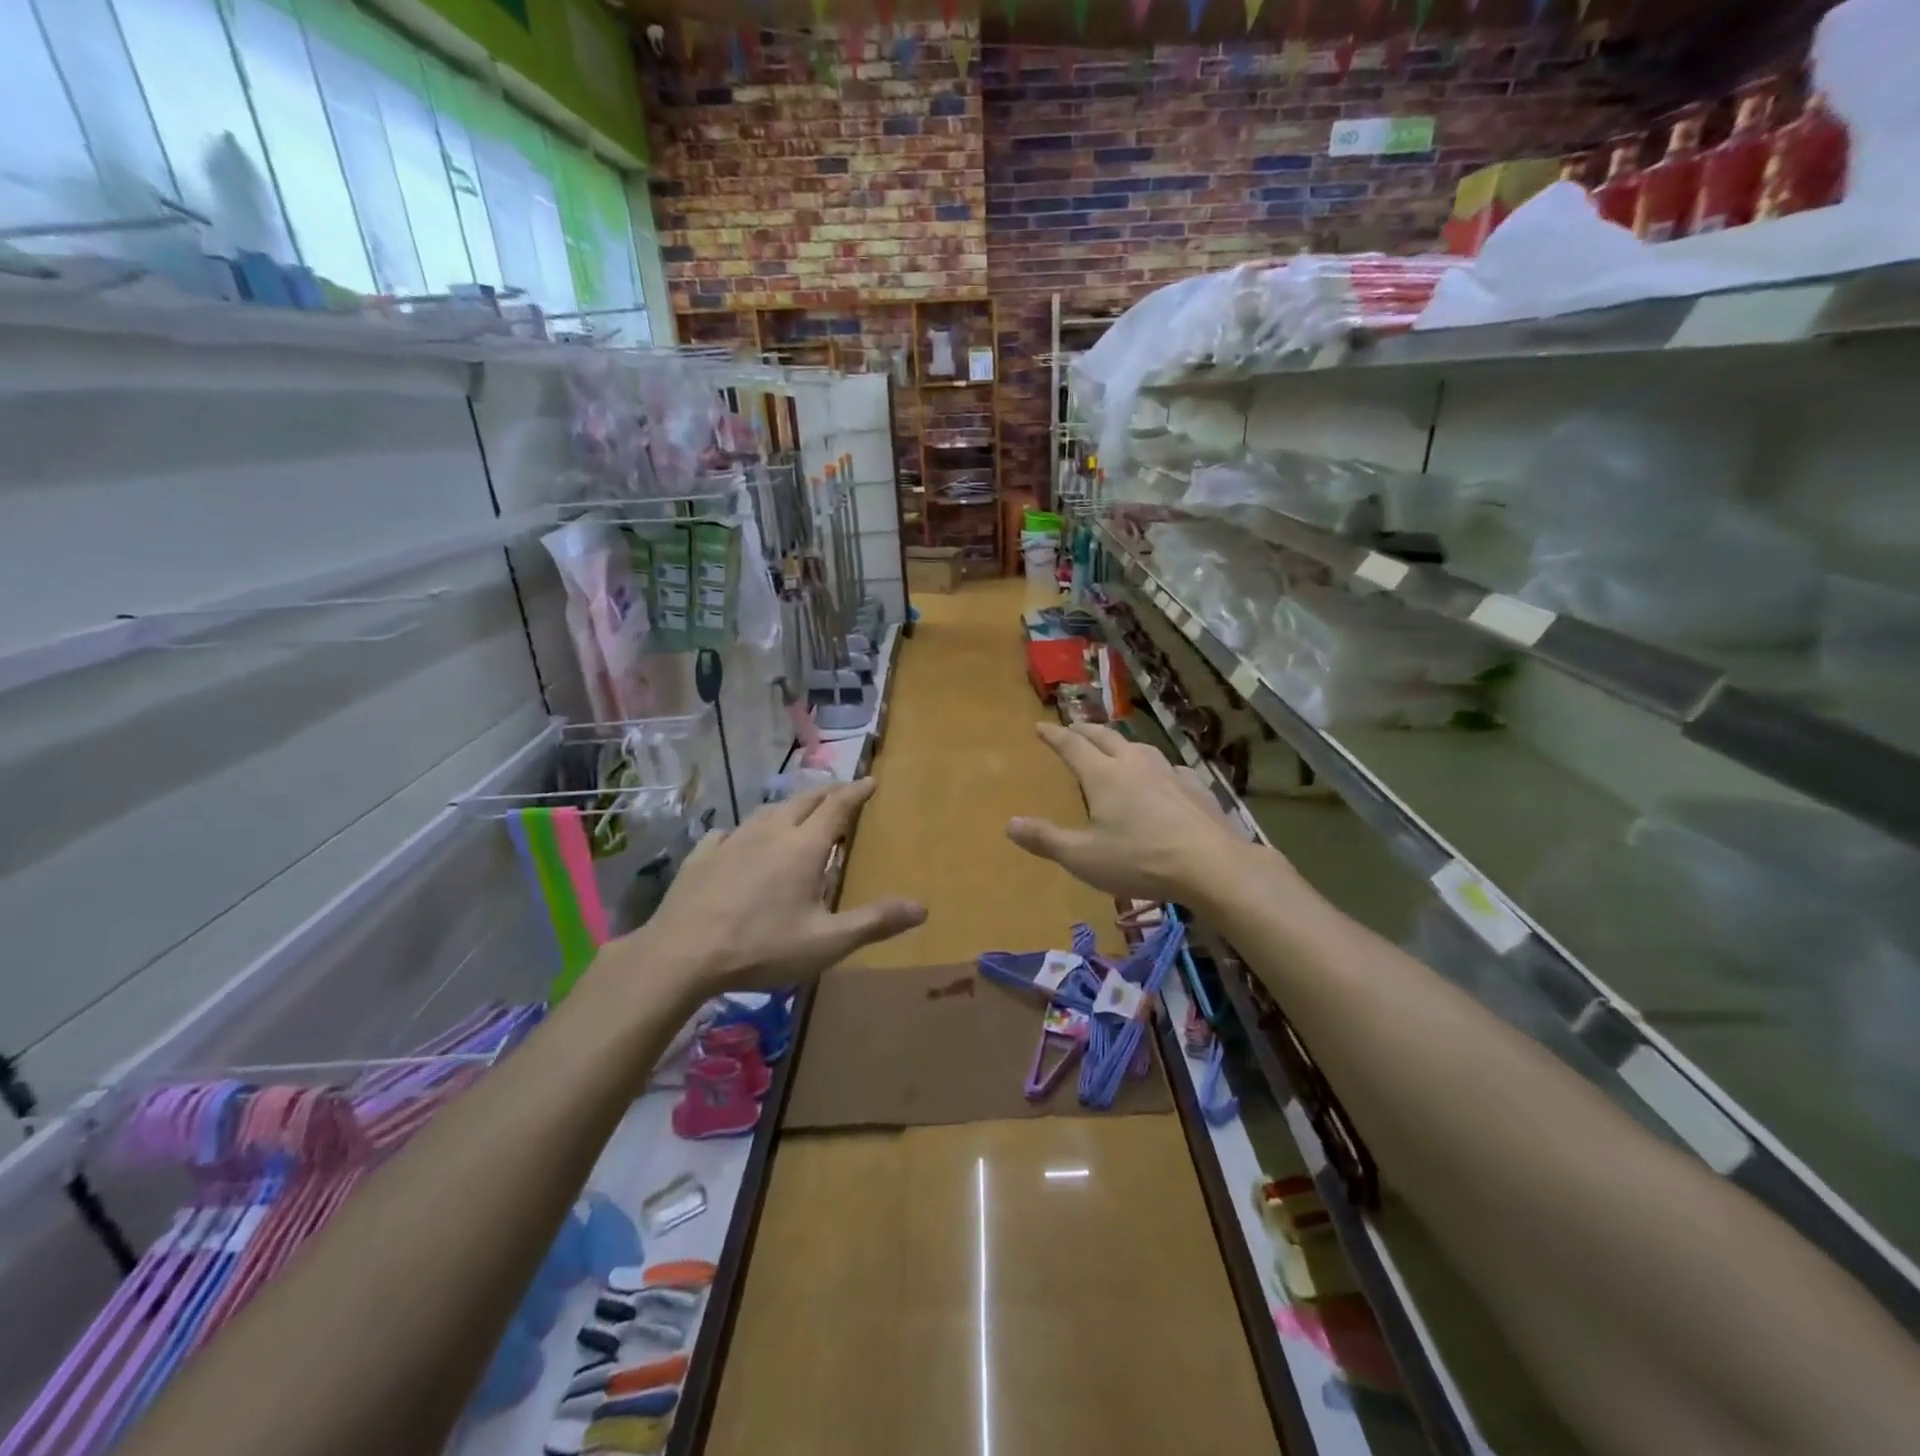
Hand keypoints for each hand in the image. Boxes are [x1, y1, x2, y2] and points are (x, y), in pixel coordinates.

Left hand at [609, 779, 924, 997]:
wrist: (681, 954)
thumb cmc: (762, 947)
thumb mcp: (827, 942)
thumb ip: (874, 922)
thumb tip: (922, 907)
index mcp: (804, 847)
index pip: (837, 806)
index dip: (856, 792)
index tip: (870, 781)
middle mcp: (770, 832)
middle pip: (803, 800)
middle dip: (826, 792)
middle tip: (841, 792)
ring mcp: (733, 840)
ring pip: (767, 811)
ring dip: (789, 806)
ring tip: (797, 811)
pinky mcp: (703, 855)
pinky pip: (729, 832)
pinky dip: (746, 831)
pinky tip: (738, 840)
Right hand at [1007, 722, 1263, 905]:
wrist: (1210, 865)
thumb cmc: (1139, 860)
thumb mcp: (1082, 857)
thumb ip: (1045, 839)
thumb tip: (1010, 823)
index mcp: (1103, 775)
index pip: (1072, 746)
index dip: (1054, 735)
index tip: (1041, 726)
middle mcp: (1134, 764)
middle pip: (1105, 737)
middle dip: (1085, 730)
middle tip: (1072, 728)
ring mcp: (1169, 772)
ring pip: (1139, 747)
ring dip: (1121, 743)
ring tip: (1116, 748)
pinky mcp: (1195, 787)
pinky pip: (1170, 768)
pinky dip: (1156, 767)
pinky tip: (1163, 778)